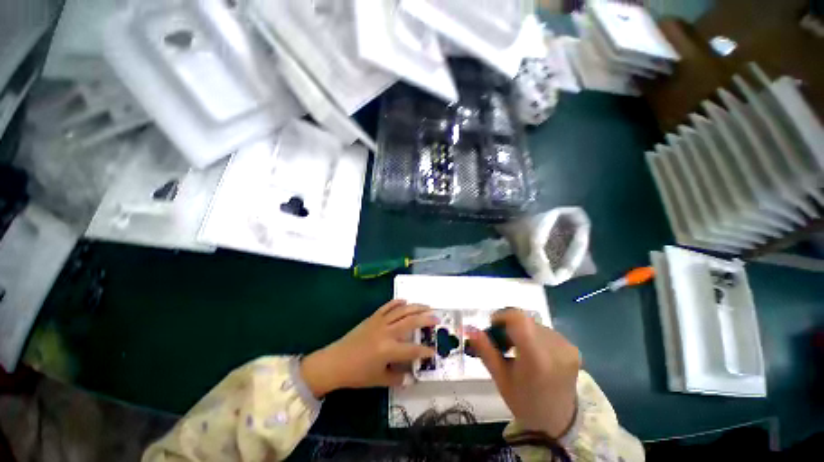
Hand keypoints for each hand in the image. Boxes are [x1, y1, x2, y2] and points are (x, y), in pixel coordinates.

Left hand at [301, 300, 436, 397]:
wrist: (335, 361)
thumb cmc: (357, 373)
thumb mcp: (378, 380)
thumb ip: (397, 378)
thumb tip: (411, 378)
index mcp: (388, 349)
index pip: (413, 349)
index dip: (425, 351)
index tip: (434, 351)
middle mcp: (387, 332)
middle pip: (411, 322)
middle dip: (426, 319)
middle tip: (437, 318)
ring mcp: (379, 322)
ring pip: (401, 310)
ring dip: (415, 307)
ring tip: (427, 306)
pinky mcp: (373, 317)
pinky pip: (387, 306)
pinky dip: (397, 302)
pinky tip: (405, 300)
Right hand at [467, 308, 580, 437]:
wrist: (559, 421)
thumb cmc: (524, 403)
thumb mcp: (500, 378)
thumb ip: (485, 350)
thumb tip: (470, 329)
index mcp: (536, 358)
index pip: (518, 318)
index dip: (502, 316)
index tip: (494, 327)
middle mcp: (555, 347)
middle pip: (524, 321)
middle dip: (509, 327)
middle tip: (502, 344)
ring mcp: (566, 347)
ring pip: (534, 324)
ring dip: (521, 332)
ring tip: (518, 351)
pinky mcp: (572, 348)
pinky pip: (545, 331)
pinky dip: (534, 336)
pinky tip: (533, 354)